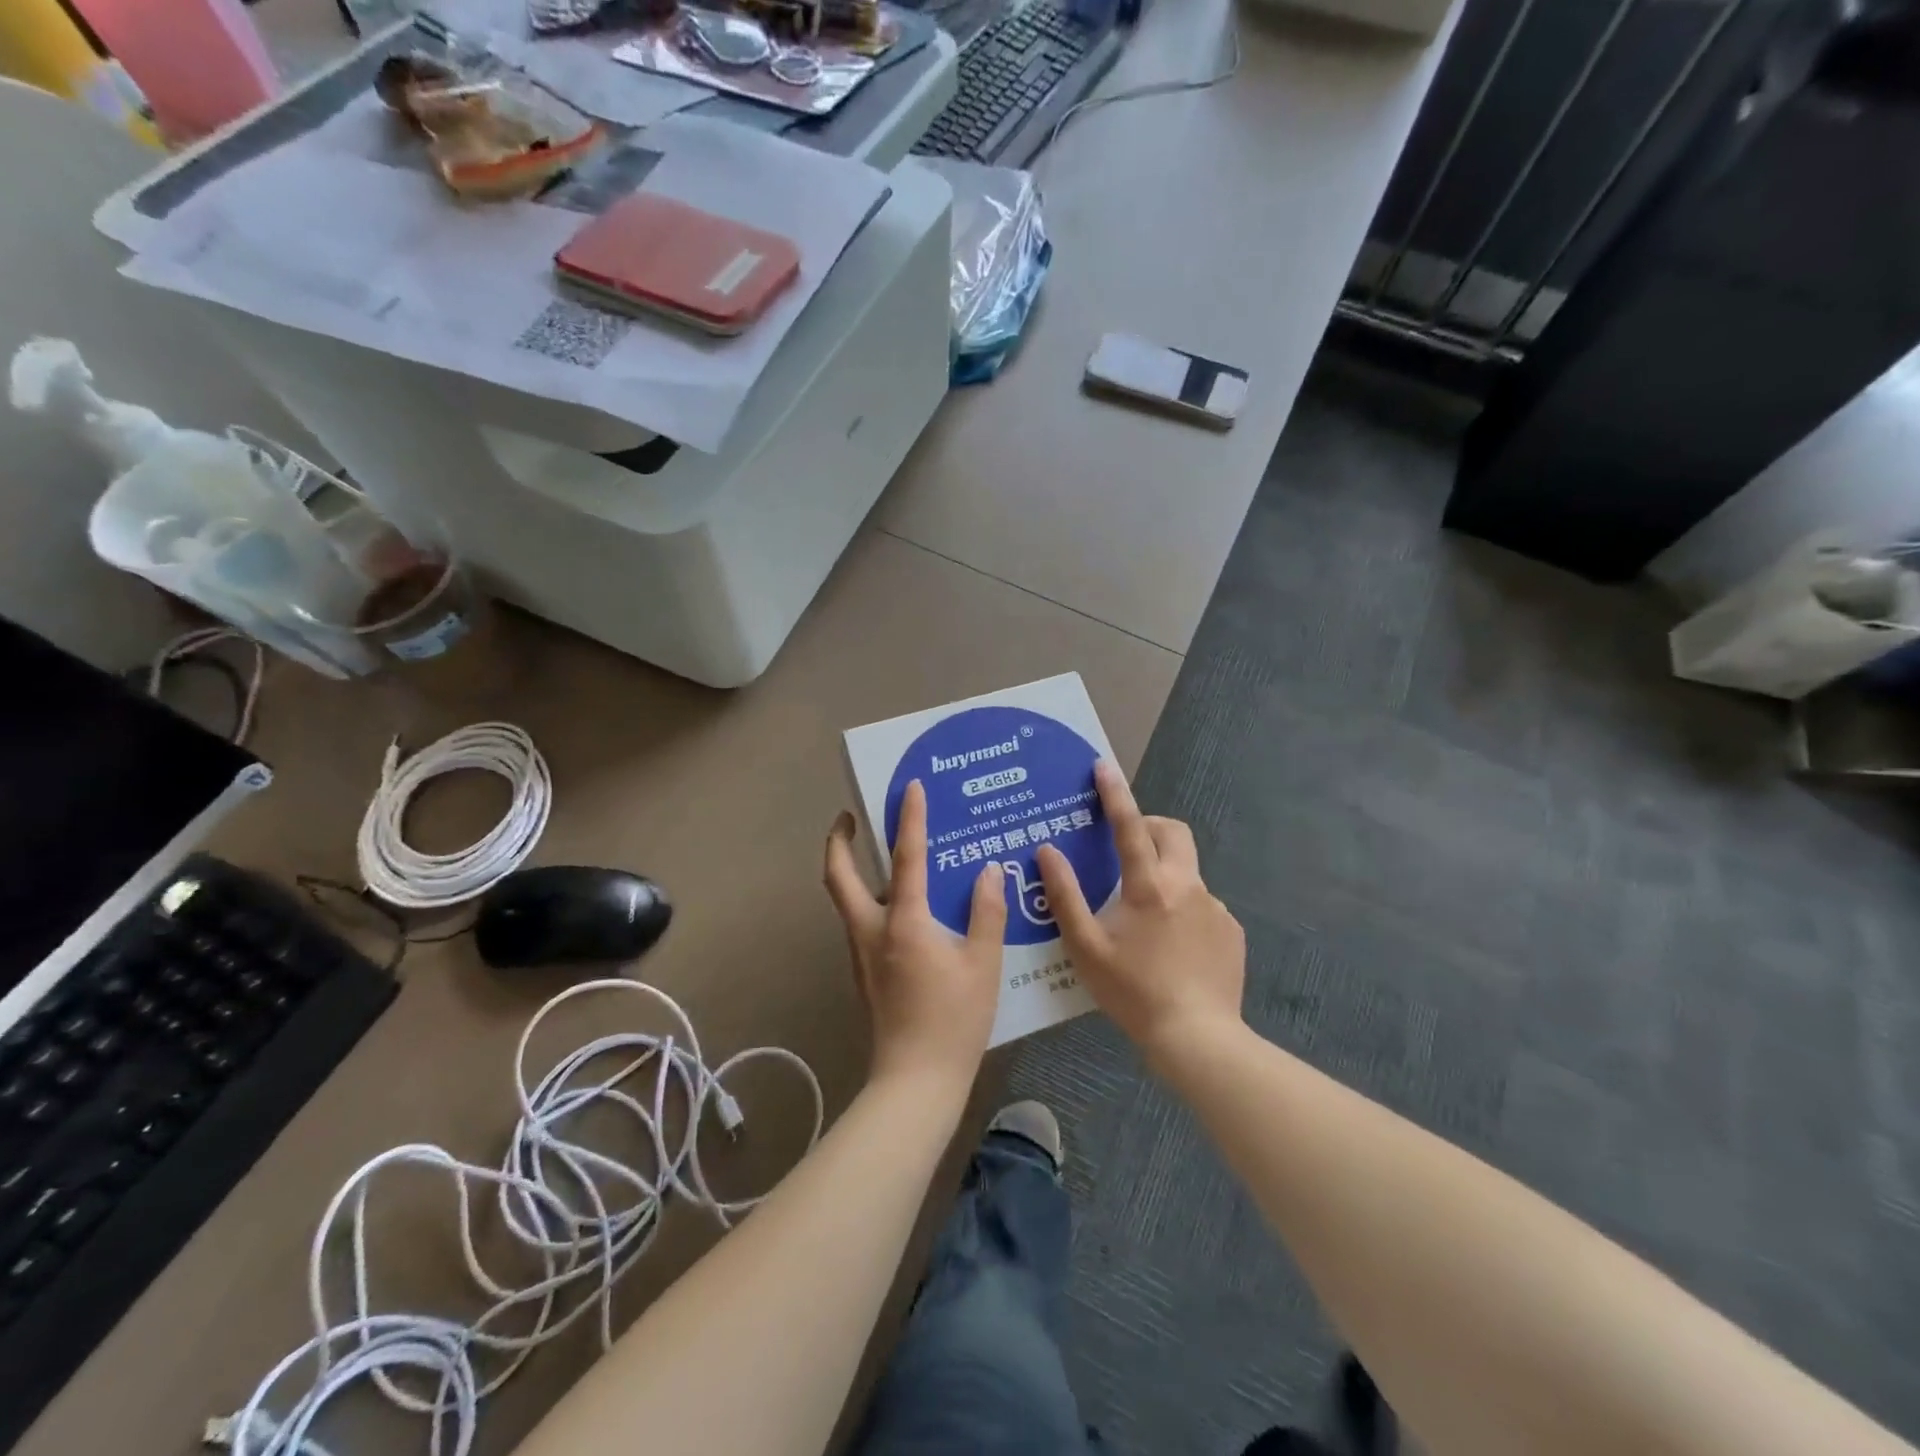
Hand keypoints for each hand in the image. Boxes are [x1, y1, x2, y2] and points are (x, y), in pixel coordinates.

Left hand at [824, 781, 1008, 1092]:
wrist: (914, 1082)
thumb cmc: (953, 1022)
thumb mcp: (982, 966)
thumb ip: (986, 914)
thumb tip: (988, 873)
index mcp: (904, 923)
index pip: (906, 858)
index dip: (909, 819)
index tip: (911, 788)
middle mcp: (872, 930)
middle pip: (839, 876)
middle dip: (839, 841)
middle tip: (851, 818)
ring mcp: (862, 953)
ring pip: (845, 899)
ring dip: (851, 869)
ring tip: (879, 853)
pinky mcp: (864, 972)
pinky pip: (860, 921)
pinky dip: (869, 898)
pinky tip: (902, 906)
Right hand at [1036, 761, 1244, 1064]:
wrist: (1197, 1038)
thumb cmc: (1133, 991)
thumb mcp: (1086, 947)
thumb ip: (1065, 895)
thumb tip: (1048, 850)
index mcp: (1149, 886)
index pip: (1129, 826)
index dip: (1114, 794)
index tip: (1103, 766)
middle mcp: (1187, 886)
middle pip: (1173, 833)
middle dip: (1150, 826)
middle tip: (1126, 847)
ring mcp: (1215, 908)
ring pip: (1187, 872)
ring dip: (1164, 875)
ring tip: (1143, 917)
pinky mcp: (1231, 932)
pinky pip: (1202, 905)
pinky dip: (1182, 909)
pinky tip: (1171, 947)